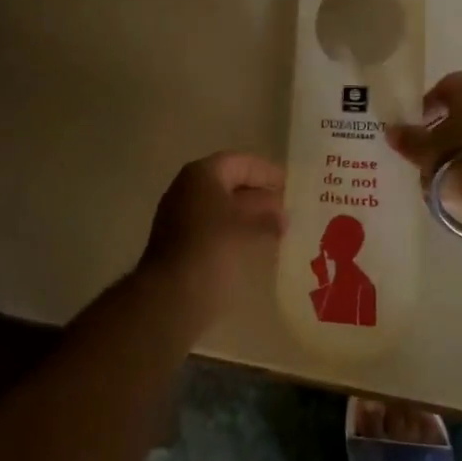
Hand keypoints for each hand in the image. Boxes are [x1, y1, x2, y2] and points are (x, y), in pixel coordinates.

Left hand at [136, 152, 285, 328]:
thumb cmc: (212, 249)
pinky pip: (214, 229)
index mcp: (201, 175)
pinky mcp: (181, 245)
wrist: (171, 297)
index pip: (239, 163)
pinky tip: (257, 248)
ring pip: (222, 208)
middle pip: (229, 184)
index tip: (290, 184)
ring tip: (280, 230)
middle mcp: (187, 190)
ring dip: (250, 217)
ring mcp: (181, 217)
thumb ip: (267, 215)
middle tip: (288, 208)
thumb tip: (282, 213)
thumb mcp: (247, 228)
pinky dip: (236, 233)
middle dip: (260, 196)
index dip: (266, 172)